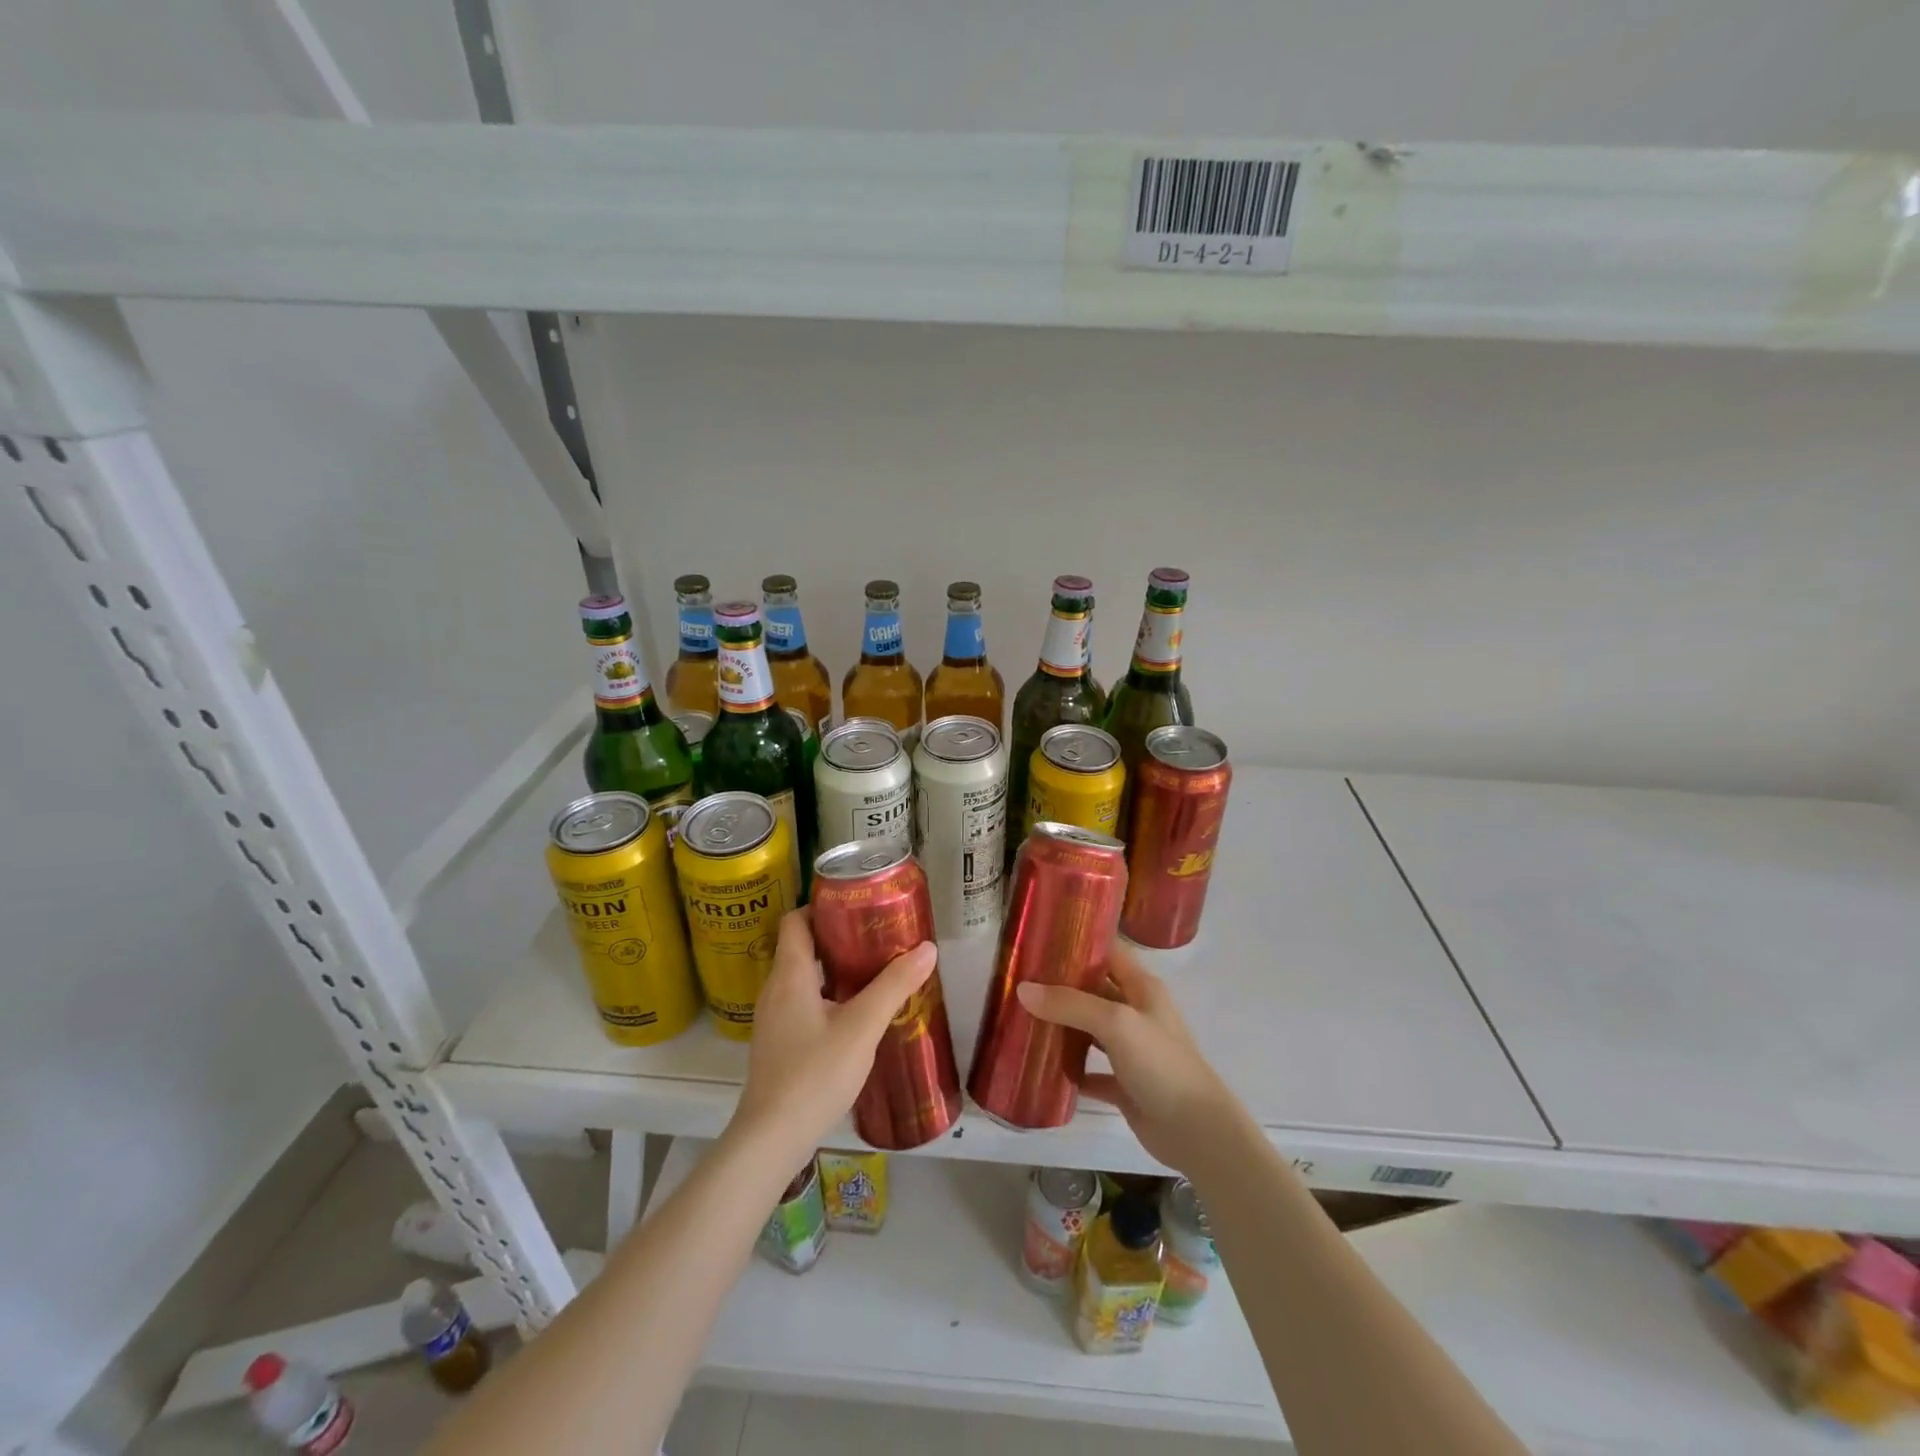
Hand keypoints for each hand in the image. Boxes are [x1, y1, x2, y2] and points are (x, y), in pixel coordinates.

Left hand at [730, 910, 935, 1165]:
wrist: (772, 1139)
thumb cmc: (815, 1074)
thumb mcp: (862, 1027)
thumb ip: (894, 986)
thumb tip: (927, 947)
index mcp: (789, 974)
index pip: (795, 920)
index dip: (821, 906)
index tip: (857, 905)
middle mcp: (775, 989)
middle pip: (800, 946)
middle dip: (836, 936)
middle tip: (875, 934)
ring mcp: (773, 1018)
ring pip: (802, 976)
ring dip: (833, 967)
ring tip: (872, 969)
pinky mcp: (778, 1043)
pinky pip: (801, 1002)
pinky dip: (826, 994)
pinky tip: (855, 1012)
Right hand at [1016, 942, 1237, 1172]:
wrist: (1197, 1132)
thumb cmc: (1161, 1064)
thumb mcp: (1116, 1023)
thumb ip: (1070, 1004)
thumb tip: (1022, 989)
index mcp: (1142, 988)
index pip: (1108, 953)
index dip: (1079, 944)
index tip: (1040, 941)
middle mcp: (1137, 1013)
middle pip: (1094, 991)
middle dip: (1061, 987)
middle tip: (1020, 981)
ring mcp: (1132, 1051)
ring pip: (1091, 1030)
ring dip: (1063, 1027)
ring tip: (1024, 1019)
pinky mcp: (1126, 1085)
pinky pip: (1092, 1071)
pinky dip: (1072, 1070)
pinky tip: (1045, 1069)